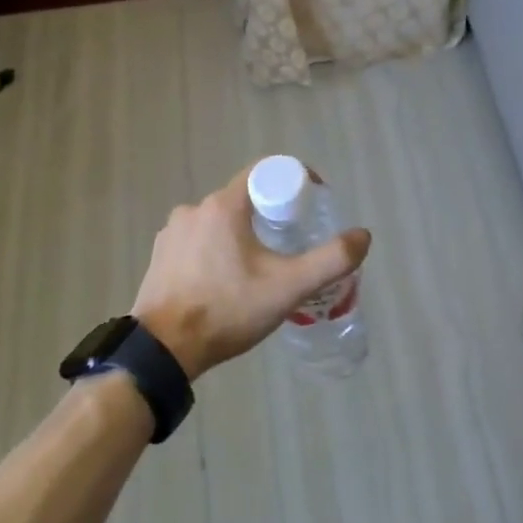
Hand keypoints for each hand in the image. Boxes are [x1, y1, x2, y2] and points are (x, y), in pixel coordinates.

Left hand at [132, 163, 371, 380]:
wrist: (163, 350)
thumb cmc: (227, 310)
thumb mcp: (288, 287)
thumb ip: (331, 260)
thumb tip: (363, 235)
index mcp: (223, 206)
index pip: (265, 172)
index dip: (294, 182)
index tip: (311, 206)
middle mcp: (194, 209)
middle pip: (244, 199)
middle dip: (271, 215)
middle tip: (292, 244)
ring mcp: (172, 232)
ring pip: (220, 222)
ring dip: (243, 235)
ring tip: (260, 268)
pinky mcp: (160, 255)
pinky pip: (198, 241)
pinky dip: (217, 251)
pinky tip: (226, 281)